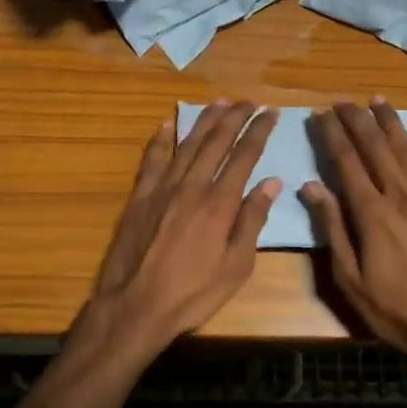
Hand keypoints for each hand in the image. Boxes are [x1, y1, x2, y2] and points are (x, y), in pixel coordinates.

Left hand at [85, 100, 280, 355]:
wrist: (135, 306)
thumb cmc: (193, 293)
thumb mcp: (236, 267)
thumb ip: (252, 221)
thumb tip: (271, 183)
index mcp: (220, 203)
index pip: (244, 156)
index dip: (259, 131)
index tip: (271, 112)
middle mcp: (192, 186)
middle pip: (216, 141)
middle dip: (235, 117)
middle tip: (249, 101)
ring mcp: (162, 188)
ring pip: (187, 144)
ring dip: (204, 120)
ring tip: (219, 102)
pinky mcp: (139, 197)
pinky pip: (151, 160)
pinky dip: (160, 140)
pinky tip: (166, 124)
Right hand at [302, 99, 406, 382]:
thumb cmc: (392, 309)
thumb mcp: (348, 277)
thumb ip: (332, 227)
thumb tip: (311, 186)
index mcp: (372, 213)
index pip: (347, 162)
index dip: (332, 135)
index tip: (320, 114)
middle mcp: (402, 197)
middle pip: (376, 147)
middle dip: (358, 120)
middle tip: (343, 100)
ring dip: (393, 123)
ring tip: (378, 101)